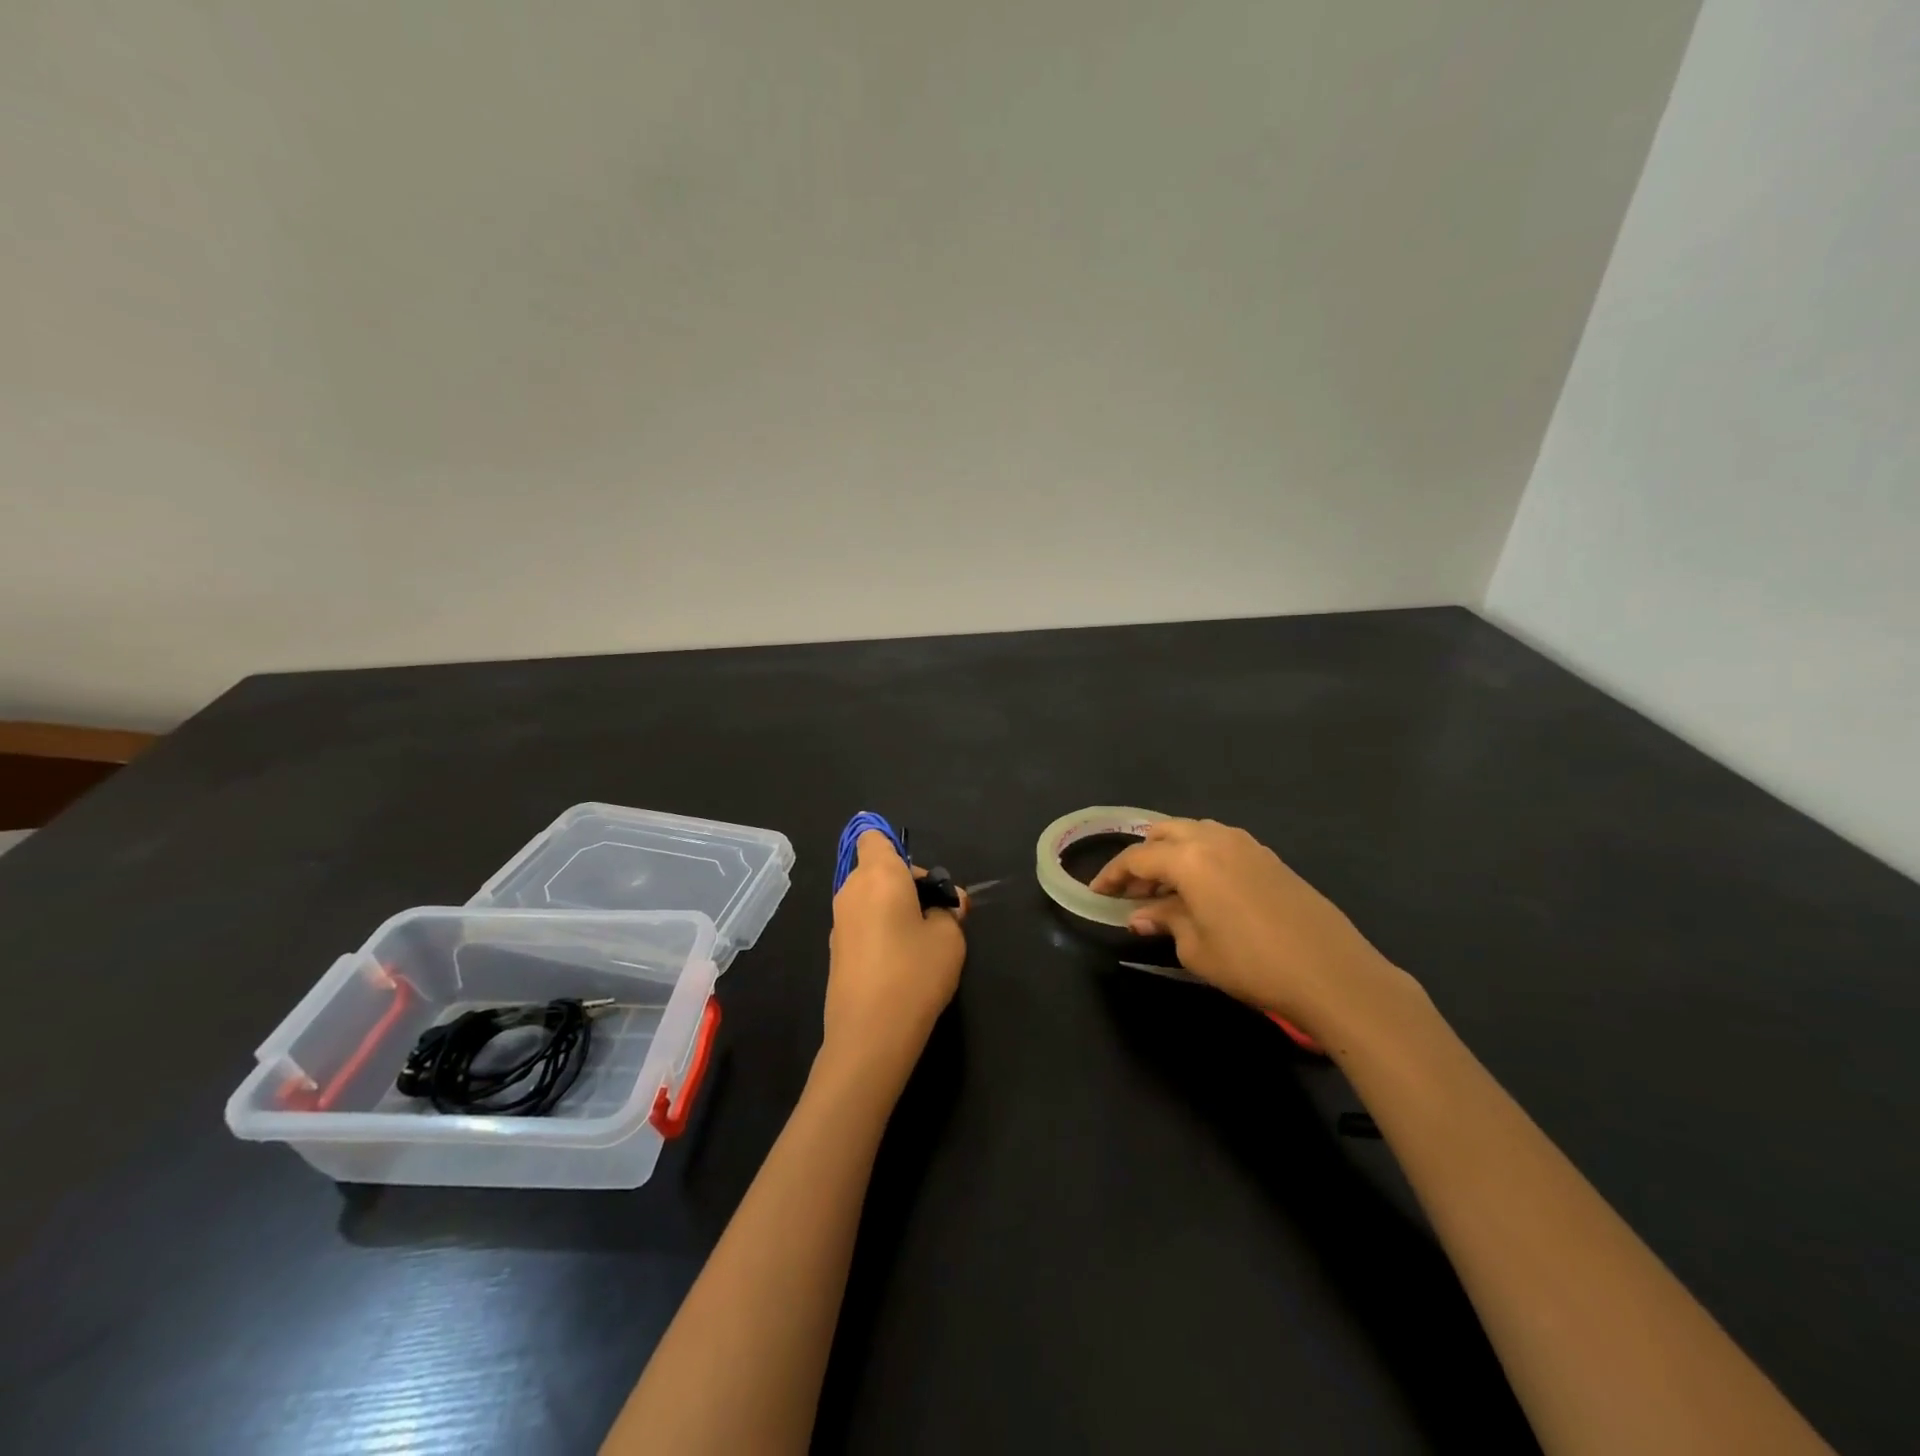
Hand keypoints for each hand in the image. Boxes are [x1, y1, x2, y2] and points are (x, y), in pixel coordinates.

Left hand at [823, 830, 965, 1090]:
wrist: (869, 1036)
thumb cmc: (915, 973)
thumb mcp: (950, 937)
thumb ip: (950, 911)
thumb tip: (946, 903)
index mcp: (878, 875)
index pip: (874, 837)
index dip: (897, 848)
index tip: (922, 878)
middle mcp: (851, 891)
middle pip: (877, 870)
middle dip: (906, 884)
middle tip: (937, 915)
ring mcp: (839, 923)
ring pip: (870, 899)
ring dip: (893, 909)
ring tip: (923, 942)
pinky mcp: (836, 951)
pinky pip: (862, 924)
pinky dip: (880, 932)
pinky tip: (901, 964)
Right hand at [1088, 818, 1419, 1041]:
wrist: (1332, 972)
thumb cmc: (1252, 963)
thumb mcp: (1195, 948)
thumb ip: (1164, 921)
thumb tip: (1141, 915)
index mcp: (1189, 858)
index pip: (1137, 858)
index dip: (1112, 875)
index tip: (1097, 893)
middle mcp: (1214, 839)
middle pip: (1164, 834)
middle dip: (1143, 857)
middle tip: (1134, 892)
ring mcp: (1246, 844)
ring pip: (1194, 833)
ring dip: (1172, 854)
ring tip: (1166, 889)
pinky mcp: (1269, 857)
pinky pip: (1220, 843)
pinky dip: (1200, 857)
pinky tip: (1203, 889)